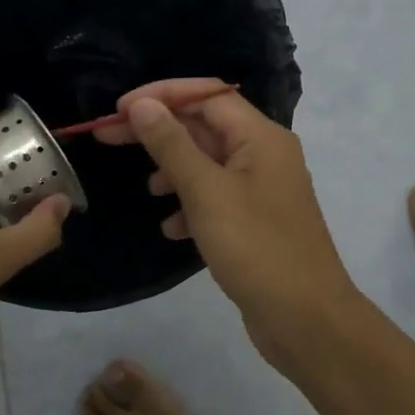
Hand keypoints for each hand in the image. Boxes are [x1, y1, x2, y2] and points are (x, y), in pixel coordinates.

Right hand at [96, 78, 362, 365]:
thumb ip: (172, 145)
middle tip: (108, 137)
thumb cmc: (256, 248)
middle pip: (206, 127)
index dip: (162, 95)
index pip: (207, 95)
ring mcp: (264, 190)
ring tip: (148, 189)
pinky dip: (192, 205)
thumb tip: (142, 105)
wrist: (306, 319)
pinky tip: (173, 229)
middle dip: (160, 132)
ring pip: (209, 164)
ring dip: (175, 170)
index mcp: (261, 137)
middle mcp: (266, 155)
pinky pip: (218, 198)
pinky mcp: (258, 221)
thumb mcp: (207, 192)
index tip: (119, 109)